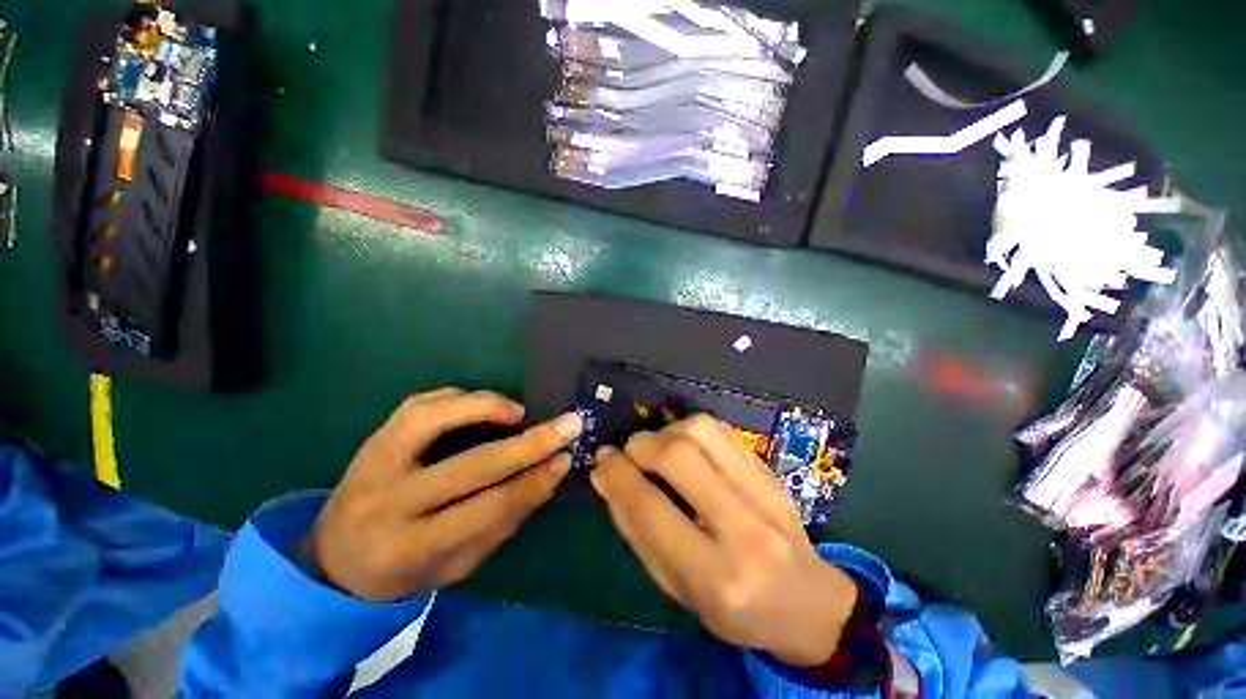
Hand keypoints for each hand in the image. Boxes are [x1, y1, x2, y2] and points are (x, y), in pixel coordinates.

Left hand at [304, 388, 581, 600]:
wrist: (335, 556)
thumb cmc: (404, 569)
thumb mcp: (457, 564)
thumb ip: (502, 520)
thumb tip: (546, 475)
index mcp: (411, 548)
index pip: (487, 508)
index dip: (533, 482)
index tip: (566, 460)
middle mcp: (388, 502)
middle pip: (469, 465)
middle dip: (528, 443)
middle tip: (568, 424)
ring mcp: (375, 461)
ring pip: (433, 419)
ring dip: (486, 407)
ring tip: (519, 412)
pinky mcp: (375, 436)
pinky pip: (420, 404)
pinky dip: (458, 398)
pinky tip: (481, 404)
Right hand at [591, 415, 858, 666]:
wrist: (806, 600)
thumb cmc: (732, 607)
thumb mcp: (675, 587)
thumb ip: (637, 530)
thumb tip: (605, 477)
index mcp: (713, 574)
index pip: (651, 508)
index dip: (618, 476)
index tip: (601, 460)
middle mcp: (742, 526)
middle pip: (677, 456)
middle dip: (640, 446)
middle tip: (628, 454)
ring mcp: (763, 489)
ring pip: (700, 430)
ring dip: (666, 432)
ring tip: (658, 451)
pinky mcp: (769, 468)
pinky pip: (720, 428)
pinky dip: (690, 428)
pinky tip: (685, 446)